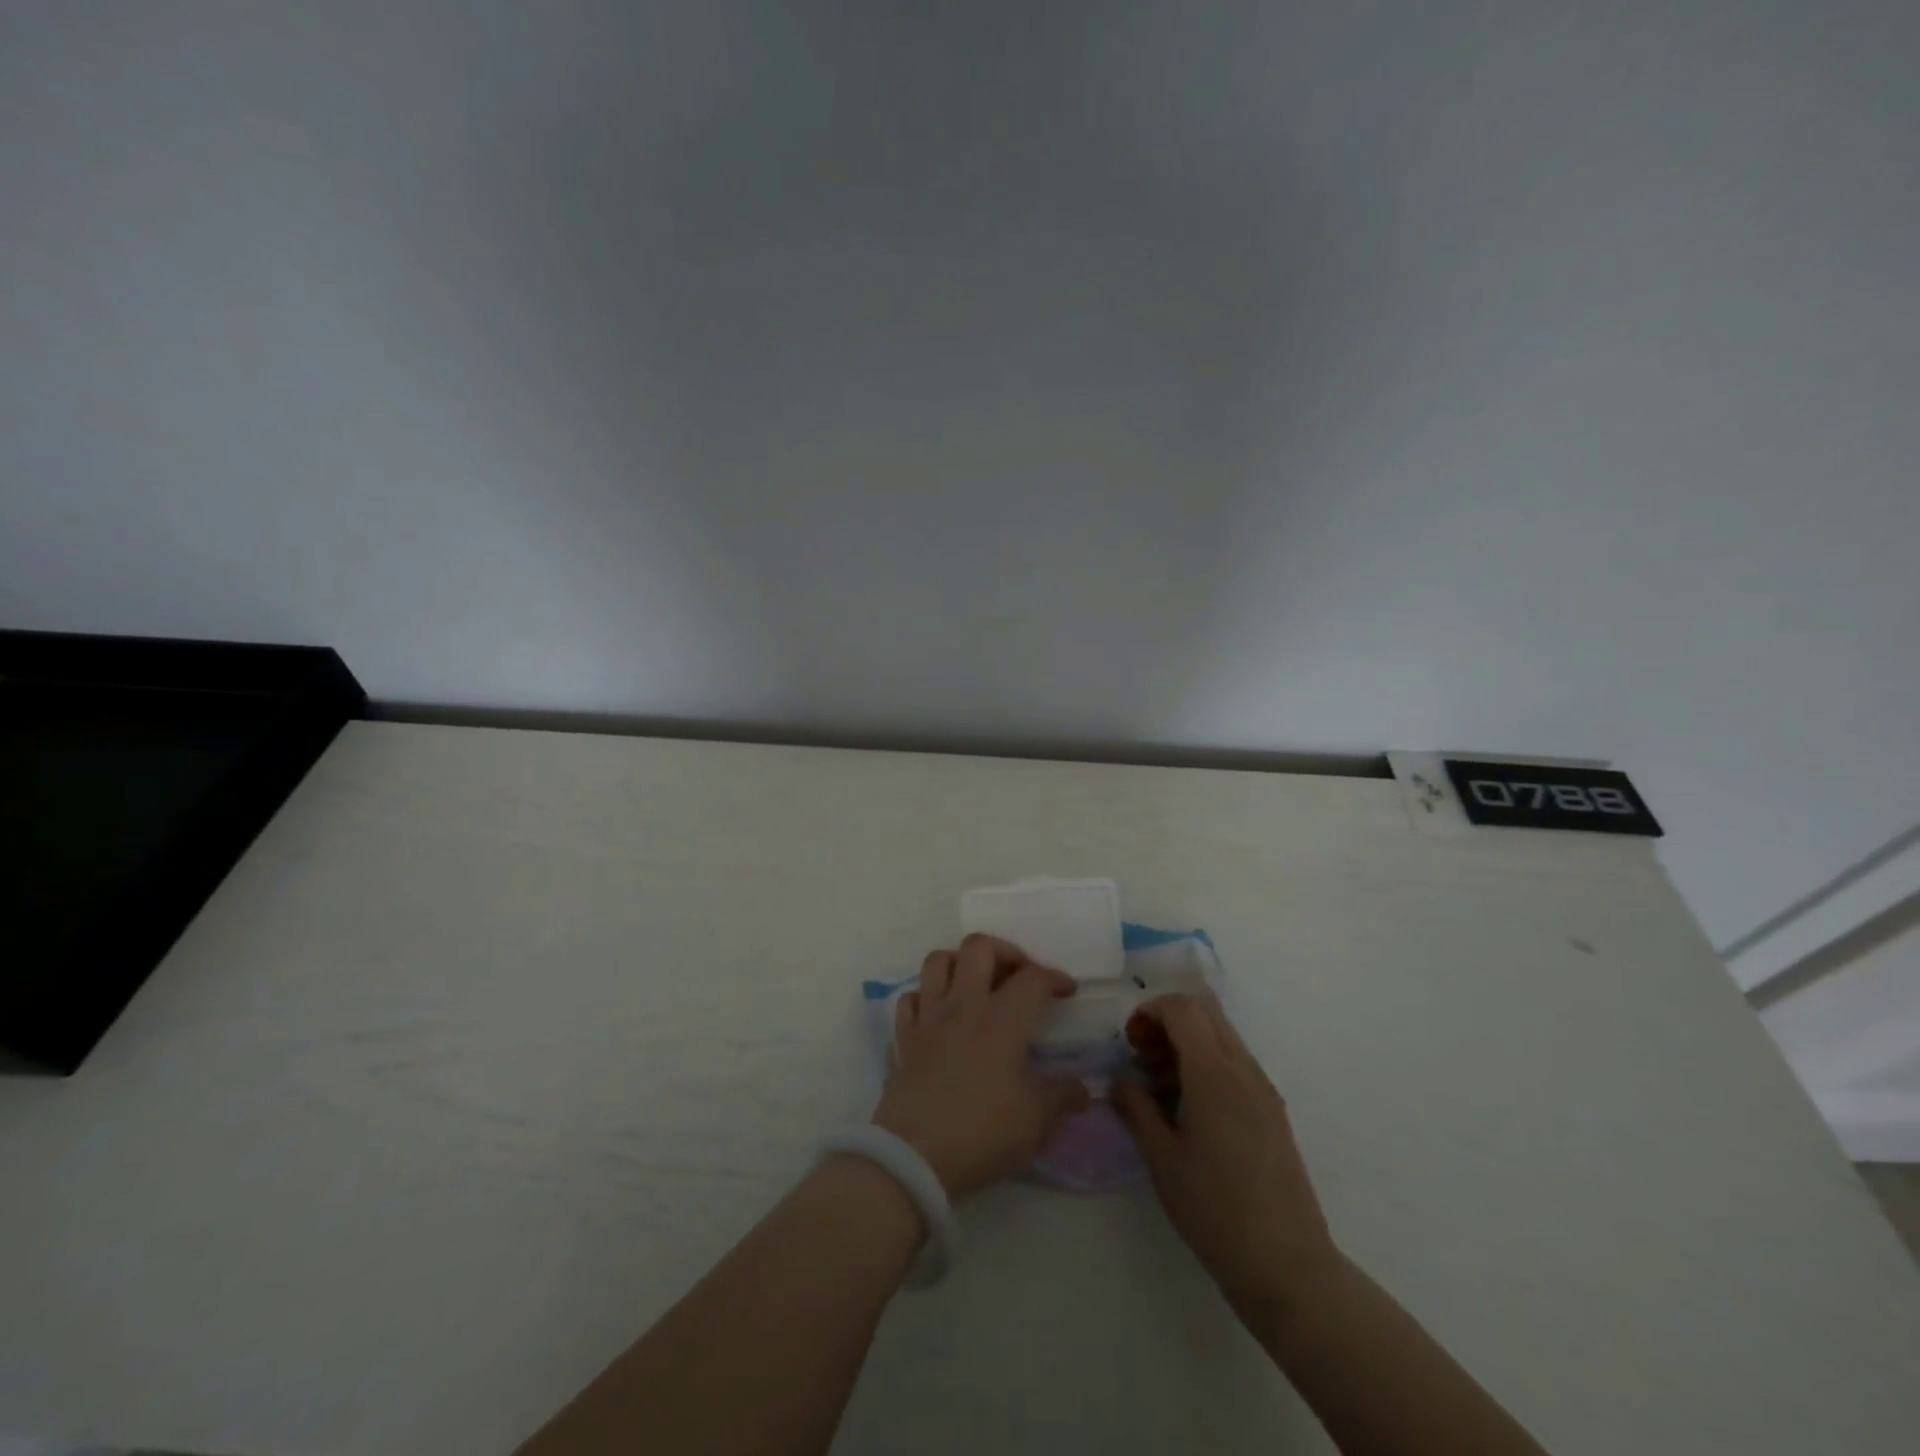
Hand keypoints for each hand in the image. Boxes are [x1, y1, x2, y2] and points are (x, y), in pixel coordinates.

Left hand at [873, 935, 1090, 1200]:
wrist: (914, 1157)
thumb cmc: (981, 1133)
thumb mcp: (1036, 1122)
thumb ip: (1062, 1097)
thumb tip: (1081, 1088)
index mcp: (1001, 1019)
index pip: (1032, 978)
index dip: (1055, 977)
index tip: (1068, 990)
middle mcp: (963, 1005)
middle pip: (979, 947)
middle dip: (1005, 951)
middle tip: (1019, 976)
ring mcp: (928, 1018)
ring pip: (938, 961)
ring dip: (960, 962)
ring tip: (977, 983)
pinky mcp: (904, 1037)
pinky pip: (911, 998)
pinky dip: (926, 996)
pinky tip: (939, 1014)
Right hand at [1112, 994, 1340, 1327]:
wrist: (1287, 1265)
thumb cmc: (1214, 1210)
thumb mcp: (1162, 1159)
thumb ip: (1137, 1109)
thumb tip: (1121, 1082)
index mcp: (1213, 1073)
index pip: (1182, 1008)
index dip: (1150, 1012)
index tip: (1129, 1043)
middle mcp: (1243, 1069)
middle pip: (1205, 1011)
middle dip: (1168, 1021)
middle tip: (1143, 1057)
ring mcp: (1263, 1089)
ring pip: (1222, 1035)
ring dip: (1188, 1042)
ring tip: (1161, 1086)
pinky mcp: (1273, 1111)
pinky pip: (1236, 1062)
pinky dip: (1207, 1063)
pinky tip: (1190, 1108)